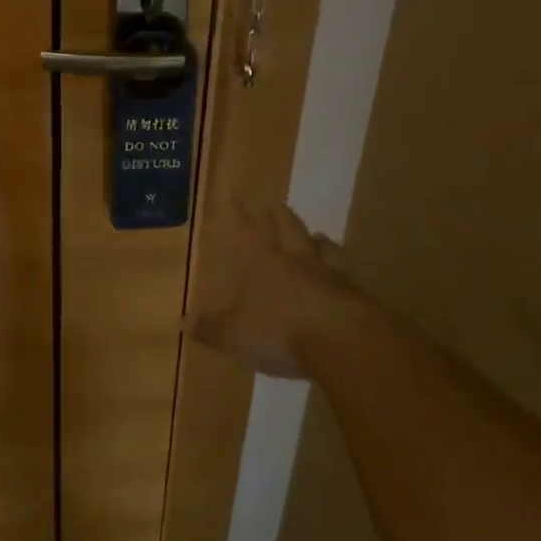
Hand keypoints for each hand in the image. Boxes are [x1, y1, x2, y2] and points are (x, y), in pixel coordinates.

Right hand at [191, 203, 358, 378]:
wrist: (345, 344)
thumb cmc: (280, 330)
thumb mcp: (235, 335)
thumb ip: (212, 328)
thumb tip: (183, 322)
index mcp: (262, 261)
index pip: (246, 230)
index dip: (238, 213)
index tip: (234, 196)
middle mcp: (296, 260)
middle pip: (289, 229)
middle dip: (281, 218)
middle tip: (277, 207)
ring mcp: (330, 275)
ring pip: (323, 248)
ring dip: (318, 241)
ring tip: (317, 237)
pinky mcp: (357, 297)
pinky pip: (346, 278)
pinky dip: (341, 276)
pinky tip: (343, 281)